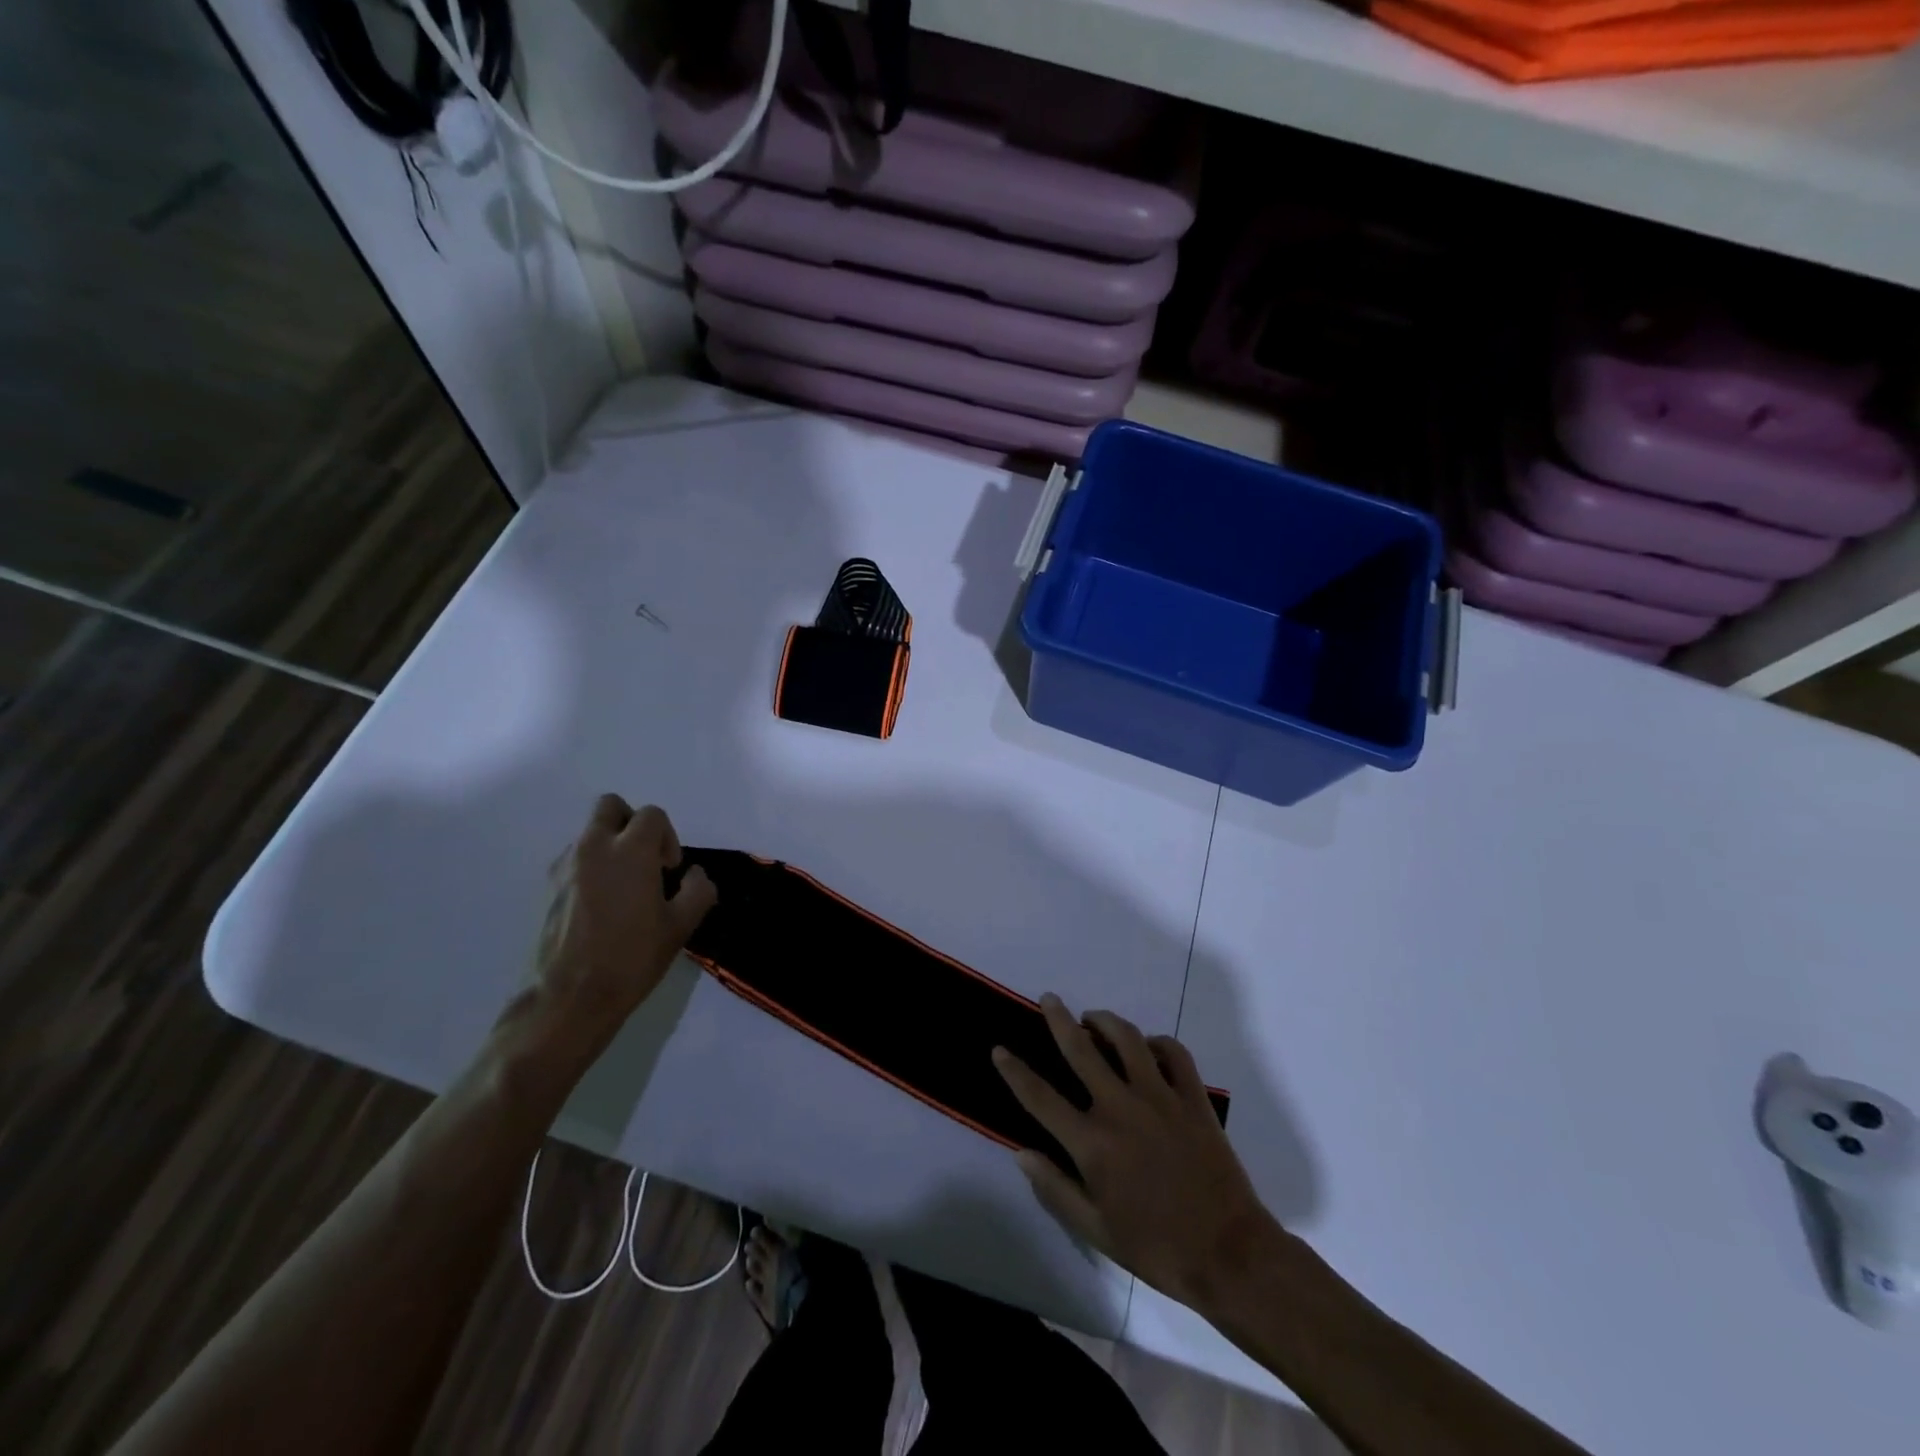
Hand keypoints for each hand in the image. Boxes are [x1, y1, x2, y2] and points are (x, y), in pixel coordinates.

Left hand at [525, 796, 716, 1047]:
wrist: (569, 998)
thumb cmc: (632, 958)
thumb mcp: (681, 926)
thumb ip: (698, 890)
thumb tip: (694, 875)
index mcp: (630, 851)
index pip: (652, 815)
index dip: (668, 838)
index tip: (670, 872)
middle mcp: (593, 848)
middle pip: (611, 807)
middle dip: (632, 824)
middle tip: (645, 861)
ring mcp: (565, 867)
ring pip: (590, 834)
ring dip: (610, 846)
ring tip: (622, 889)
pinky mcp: (547, 889)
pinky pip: (574, 860)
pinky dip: (590, 868)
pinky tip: (600, 906)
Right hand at [993, 994, 1274, 1310]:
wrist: (1229, 1255)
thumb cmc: (1157, 1248)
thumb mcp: (1096, 1230)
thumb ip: (1055, 1189)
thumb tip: (1022, 1154)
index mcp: (1092, 1143)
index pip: (1041, 1097)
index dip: (1015, 1071)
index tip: (999, 1049)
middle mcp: (1121, 1108)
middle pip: (1081, 1049)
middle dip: (1059, 1020)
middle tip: (1049, 998)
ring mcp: (1160, 1097)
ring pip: (1127, 1039)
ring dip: (1105, 1021)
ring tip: (1093, 1018)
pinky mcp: (1193, 1098)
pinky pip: (1174, 1053)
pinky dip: (1158, 1042)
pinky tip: (1148, 1047)